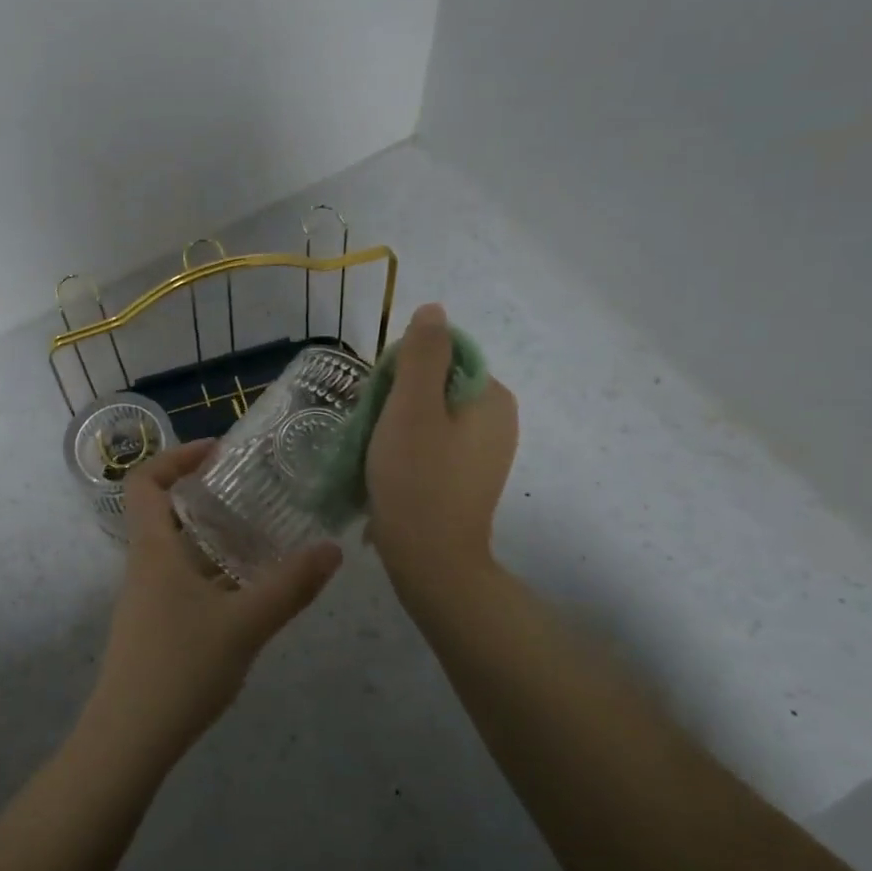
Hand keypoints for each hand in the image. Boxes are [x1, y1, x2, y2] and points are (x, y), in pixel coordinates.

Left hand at [83, 439, 341, 766]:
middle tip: (253, 491)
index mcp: (153, 549)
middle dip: (206, 495)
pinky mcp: (153, 625)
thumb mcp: (245, 624)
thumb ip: (290, 586)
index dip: (176, 457)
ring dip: (213, 536)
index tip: (218, 453)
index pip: (145, 481)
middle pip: (164, 511)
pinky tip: (249, 591)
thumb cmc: (181, 667)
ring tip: (262, 536)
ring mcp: (145, 597)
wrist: (130, 737)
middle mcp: (143, 565)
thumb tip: (332, 550)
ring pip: (177, 549)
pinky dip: (212, 571)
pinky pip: (182, 580)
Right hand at [365, 303, 518, 623]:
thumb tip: (433, 310)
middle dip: (398, 398)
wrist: (430, 560)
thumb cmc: (417, 480)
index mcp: (491, 396)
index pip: (443, 354)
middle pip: (436, 384)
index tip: (382, 400)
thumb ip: (422, 354)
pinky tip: (389, 470)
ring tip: (376, 452)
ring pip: (430, 415)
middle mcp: (498, 419)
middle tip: (373, 429)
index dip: (404, 369)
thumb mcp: (411, 408)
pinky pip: (434, 443)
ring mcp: (485, 451)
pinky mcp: (468, 476)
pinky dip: (409, 448)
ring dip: (398, 424)